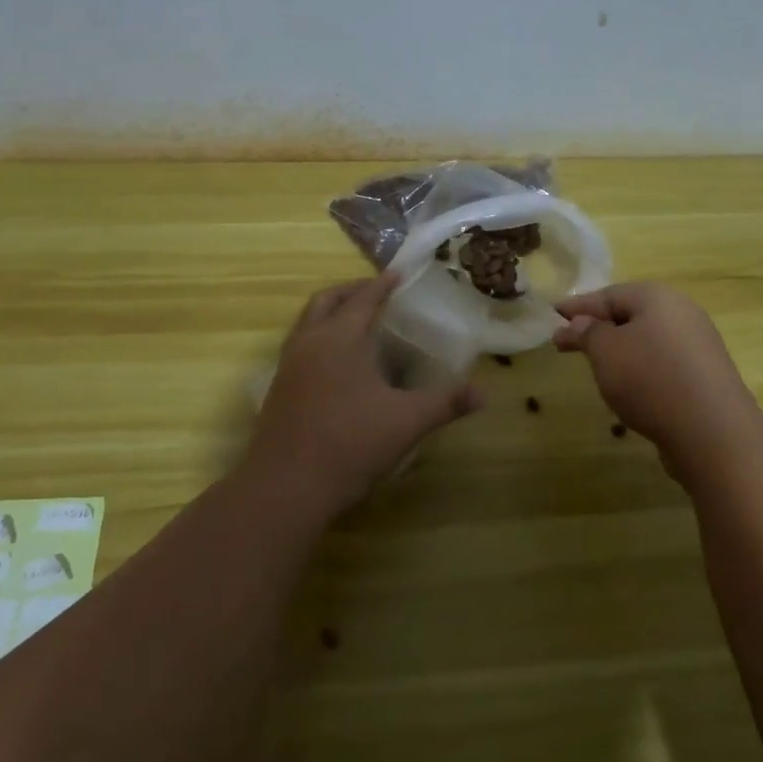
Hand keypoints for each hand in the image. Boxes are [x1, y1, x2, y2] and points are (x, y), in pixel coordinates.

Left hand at [242, 274, 483, 512]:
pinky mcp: (277, 390)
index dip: (383, 285)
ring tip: (356, 324)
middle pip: (326, 301)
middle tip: (376, 293)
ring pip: (307, 323)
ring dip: (331, 314)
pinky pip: (299, 347)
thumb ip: (446, 403)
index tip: (398, 274)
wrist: (286, 487)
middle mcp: (309, 343)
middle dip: (351, 292)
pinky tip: (337, 366)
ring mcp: (288, 366)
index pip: (363, 299)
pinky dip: (318, 339)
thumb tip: (485, 393)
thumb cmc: (350, 444)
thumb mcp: (407, 422)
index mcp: (340, 338)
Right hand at [554, 282, 762, 480]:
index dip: (578, 306)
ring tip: (596, 365)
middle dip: (598, 327)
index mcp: (656, 297)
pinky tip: (630, 386)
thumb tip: (580, 322)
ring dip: (620, 348)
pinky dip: (641, 368)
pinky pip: (663, 362)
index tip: (553, 313)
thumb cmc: (650, 379)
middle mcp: (681, 313)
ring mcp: (698, 345)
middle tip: (568, 341)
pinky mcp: (705, 375)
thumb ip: (588, 332)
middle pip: (631, 314)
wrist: (712, 432)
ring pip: (647, 339)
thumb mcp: (605, 351)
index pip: (608, 294)